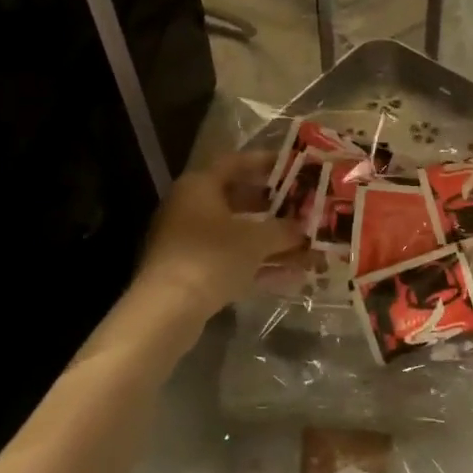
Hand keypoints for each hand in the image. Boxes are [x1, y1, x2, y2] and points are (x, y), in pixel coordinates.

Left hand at [136, 153, 305, 320]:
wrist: (167, 309)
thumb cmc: (212, 257)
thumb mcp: (256, 240)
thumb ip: (284, 230)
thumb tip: (304, 229)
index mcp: (199, 186)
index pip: (235, 162)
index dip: (265, 162)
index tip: (293, 166)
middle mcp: (190, 208)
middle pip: (237, 199)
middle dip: (272, 206)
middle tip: (302, 207)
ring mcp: (188, 241)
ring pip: (236, 234)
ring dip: (270, 240)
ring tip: (305, 247)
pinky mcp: (190, 271)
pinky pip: (230, 259)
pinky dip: (257, 264)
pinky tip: (289, 275)